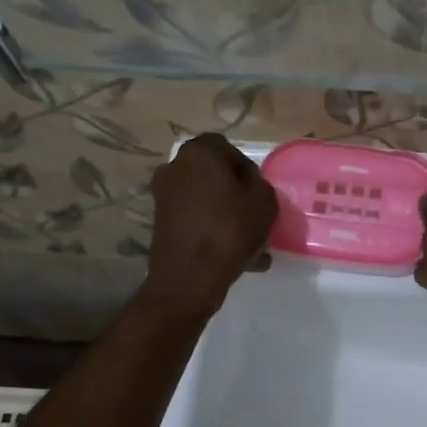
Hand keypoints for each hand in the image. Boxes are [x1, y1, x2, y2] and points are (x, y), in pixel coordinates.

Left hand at [140, 134, 277, 321]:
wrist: (189, 278)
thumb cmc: (230, 230)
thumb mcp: (264, 201)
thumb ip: (260, 184)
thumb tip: (247, 186)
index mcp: (198, 153)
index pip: (228, 148)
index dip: (247, 170)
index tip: (259, 194)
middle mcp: (175, 167)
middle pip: (214, 175)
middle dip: (236, 194)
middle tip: (255, 216)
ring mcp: (164, 196)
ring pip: (207, 200)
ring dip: (227, 216)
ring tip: (252, 245)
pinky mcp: (161, 222)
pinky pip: (196, 220)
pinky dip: (214, 231)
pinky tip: (238, 258)